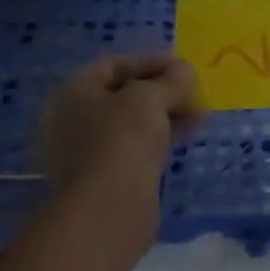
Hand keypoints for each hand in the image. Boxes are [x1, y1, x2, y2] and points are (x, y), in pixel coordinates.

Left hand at [38, 54, 197, 231]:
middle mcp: (71, 120)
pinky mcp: (102, 179)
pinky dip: (158, 138)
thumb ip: (171, 80)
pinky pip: (132, 148)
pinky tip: (184, 137)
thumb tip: (185, 72)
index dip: (151, 61)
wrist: (108, 209)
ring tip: (198, 114)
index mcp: (72, 92)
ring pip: (130, 123)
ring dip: (164, 114)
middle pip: (122, 94)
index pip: (114, 64)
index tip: (184, 67)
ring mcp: (84, 152)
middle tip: (193, 91)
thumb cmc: (122, 139)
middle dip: (161, 90)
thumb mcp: (151, 98)